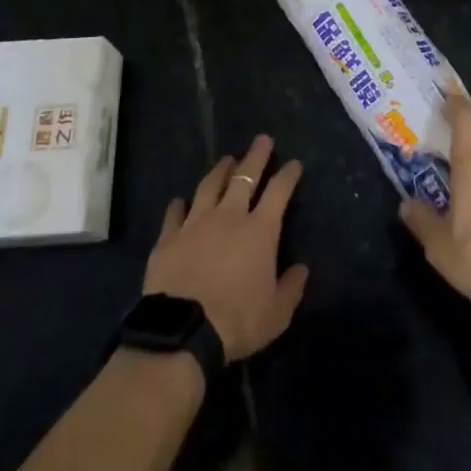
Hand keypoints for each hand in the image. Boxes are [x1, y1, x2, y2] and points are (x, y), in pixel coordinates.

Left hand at [144, 135, 308, 361]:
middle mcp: (229, 216)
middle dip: (256, 156)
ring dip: (220, 171)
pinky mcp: (169, 237)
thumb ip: (291, 287)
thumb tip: (301, 268)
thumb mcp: (277, 313)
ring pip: (210, 186)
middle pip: (244, 177)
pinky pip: (175, 213)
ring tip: (227, 160)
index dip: (288, 175)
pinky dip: (179, 205)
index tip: (294, 163)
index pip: (279, 192)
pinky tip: (179, 200)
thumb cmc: (238, 321)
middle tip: (262, 139)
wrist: (183, 330)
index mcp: (259, 230)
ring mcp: (196, 223)